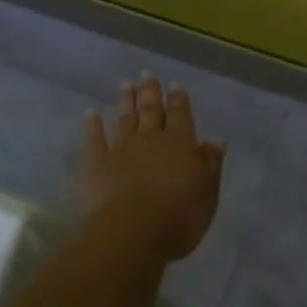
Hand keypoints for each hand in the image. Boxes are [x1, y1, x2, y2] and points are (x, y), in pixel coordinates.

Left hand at [81, 74, 225, 260]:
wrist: (131, 232)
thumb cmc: (178, 217)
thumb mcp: (206, 193)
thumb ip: (210, 165)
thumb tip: (216, 141)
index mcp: (180, 144)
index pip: (180, 115)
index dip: (178, 100)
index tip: (175, 84)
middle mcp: (151, 140)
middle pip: (151, 111)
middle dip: (150, 92)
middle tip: (147, 74)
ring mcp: (122, 150)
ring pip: (125, 119)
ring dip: (126, 102)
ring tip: (126, 85)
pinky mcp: (97, 165)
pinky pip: (95, 140)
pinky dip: (93, 126)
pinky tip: (91, 114)